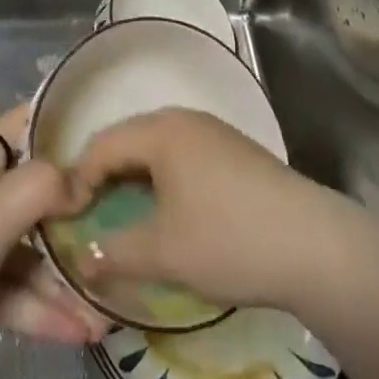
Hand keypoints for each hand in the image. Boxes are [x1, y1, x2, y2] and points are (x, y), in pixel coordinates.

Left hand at [0, 103, 107, 378]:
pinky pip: (21, 298)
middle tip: (126, 217)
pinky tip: (84, 332)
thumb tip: (83, 181)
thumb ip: (41, 186)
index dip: (59, 119)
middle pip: (37, 194)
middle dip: (77, 208)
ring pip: (34, 254)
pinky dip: (49, 312)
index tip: (105, 124)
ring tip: (109, 302)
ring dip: (68, 276)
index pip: (22, 127)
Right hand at [67, 107, 346, 311]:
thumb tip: (82, 259)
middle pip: (129, 137)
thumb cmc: (229, 240)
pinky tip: (166, 208)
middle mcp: (184, 119)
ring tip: (121, 211)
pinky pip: (182, 153)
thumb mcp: (164, 252)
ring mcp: (214, 131)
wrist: (313, 244)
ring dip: (134, 175)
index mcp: (161, 131)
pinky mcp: (234, 150)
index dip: (77, 178)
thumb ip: (115, 252)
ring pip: (157, 145)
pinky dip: (161, 176)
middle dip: (103, 173)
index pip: (102, 144)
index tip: (64, 217)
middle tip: (87, 212)